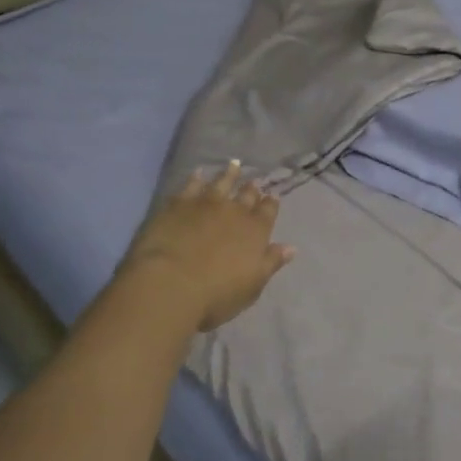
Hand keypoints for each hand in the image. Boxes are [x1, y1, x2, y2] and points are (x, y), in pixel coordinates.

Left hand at [123, 161, 295, 331]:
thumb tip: (290, 247)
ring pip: (222, 182)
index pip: (268, 211)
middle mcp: (235, 211)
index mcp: (256, 231)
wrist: (170, 285)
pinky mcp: (179, 203)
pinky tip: (198, 173)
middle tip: (254, 182)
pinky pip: (191, 185)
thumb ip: (271, 263)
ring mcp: (206, 204)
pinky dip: (196, 178)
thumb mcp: (252, 286)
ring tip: (234, 165)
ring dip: (229, 174)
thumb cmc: (216, 295)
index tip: (273, 196)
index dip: (271, 203)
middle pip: (247, 195)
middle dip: (252, 188)